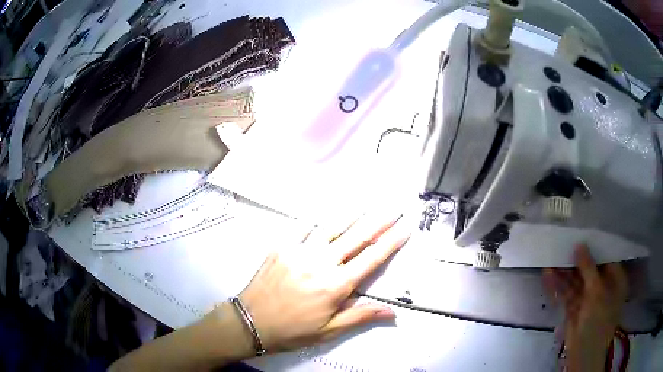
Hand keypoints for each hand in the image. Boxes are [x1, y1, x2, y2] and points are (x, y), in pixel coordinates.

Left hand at [231, 212, 409, 353]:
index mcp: (336, 285)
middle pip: (356, 237)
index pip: (371, 259)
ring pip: (332, 226)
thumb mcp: (329, 330)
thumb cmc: (293, 330)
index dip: (391, 243)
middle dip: (379, 221)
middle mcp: (321, 262)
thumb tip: (392, 312)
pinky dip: (316, 216)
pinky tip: (325, 209)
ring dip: (352, 213)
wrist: (251, 322)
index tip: (405, 228)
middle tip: (393, 208)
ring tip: (367, 202)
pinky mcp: (281, 246)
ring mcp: (300, 250)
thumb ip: (361, 316)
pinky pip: (301, 225)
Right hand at [543, 244, 627, 371]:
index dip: (594, 247)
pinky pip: (566, 293)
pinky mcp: (574, 309)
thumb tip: (579, 244)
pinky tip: (548, 276)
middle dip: (575, 260)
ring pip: (575, 281)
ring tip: (551, 259)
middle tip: (562, 246)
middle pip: (589, 269)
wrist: (583, 355)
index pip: (606, 258)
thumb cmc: (599, 321)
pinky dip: (558, 286)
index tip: (581, 235)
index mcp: (615, 280)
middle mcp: (602, 287)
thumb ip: (588, 268)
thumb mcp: (597, 292)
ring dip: (564, 273)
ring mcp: (587, 299)